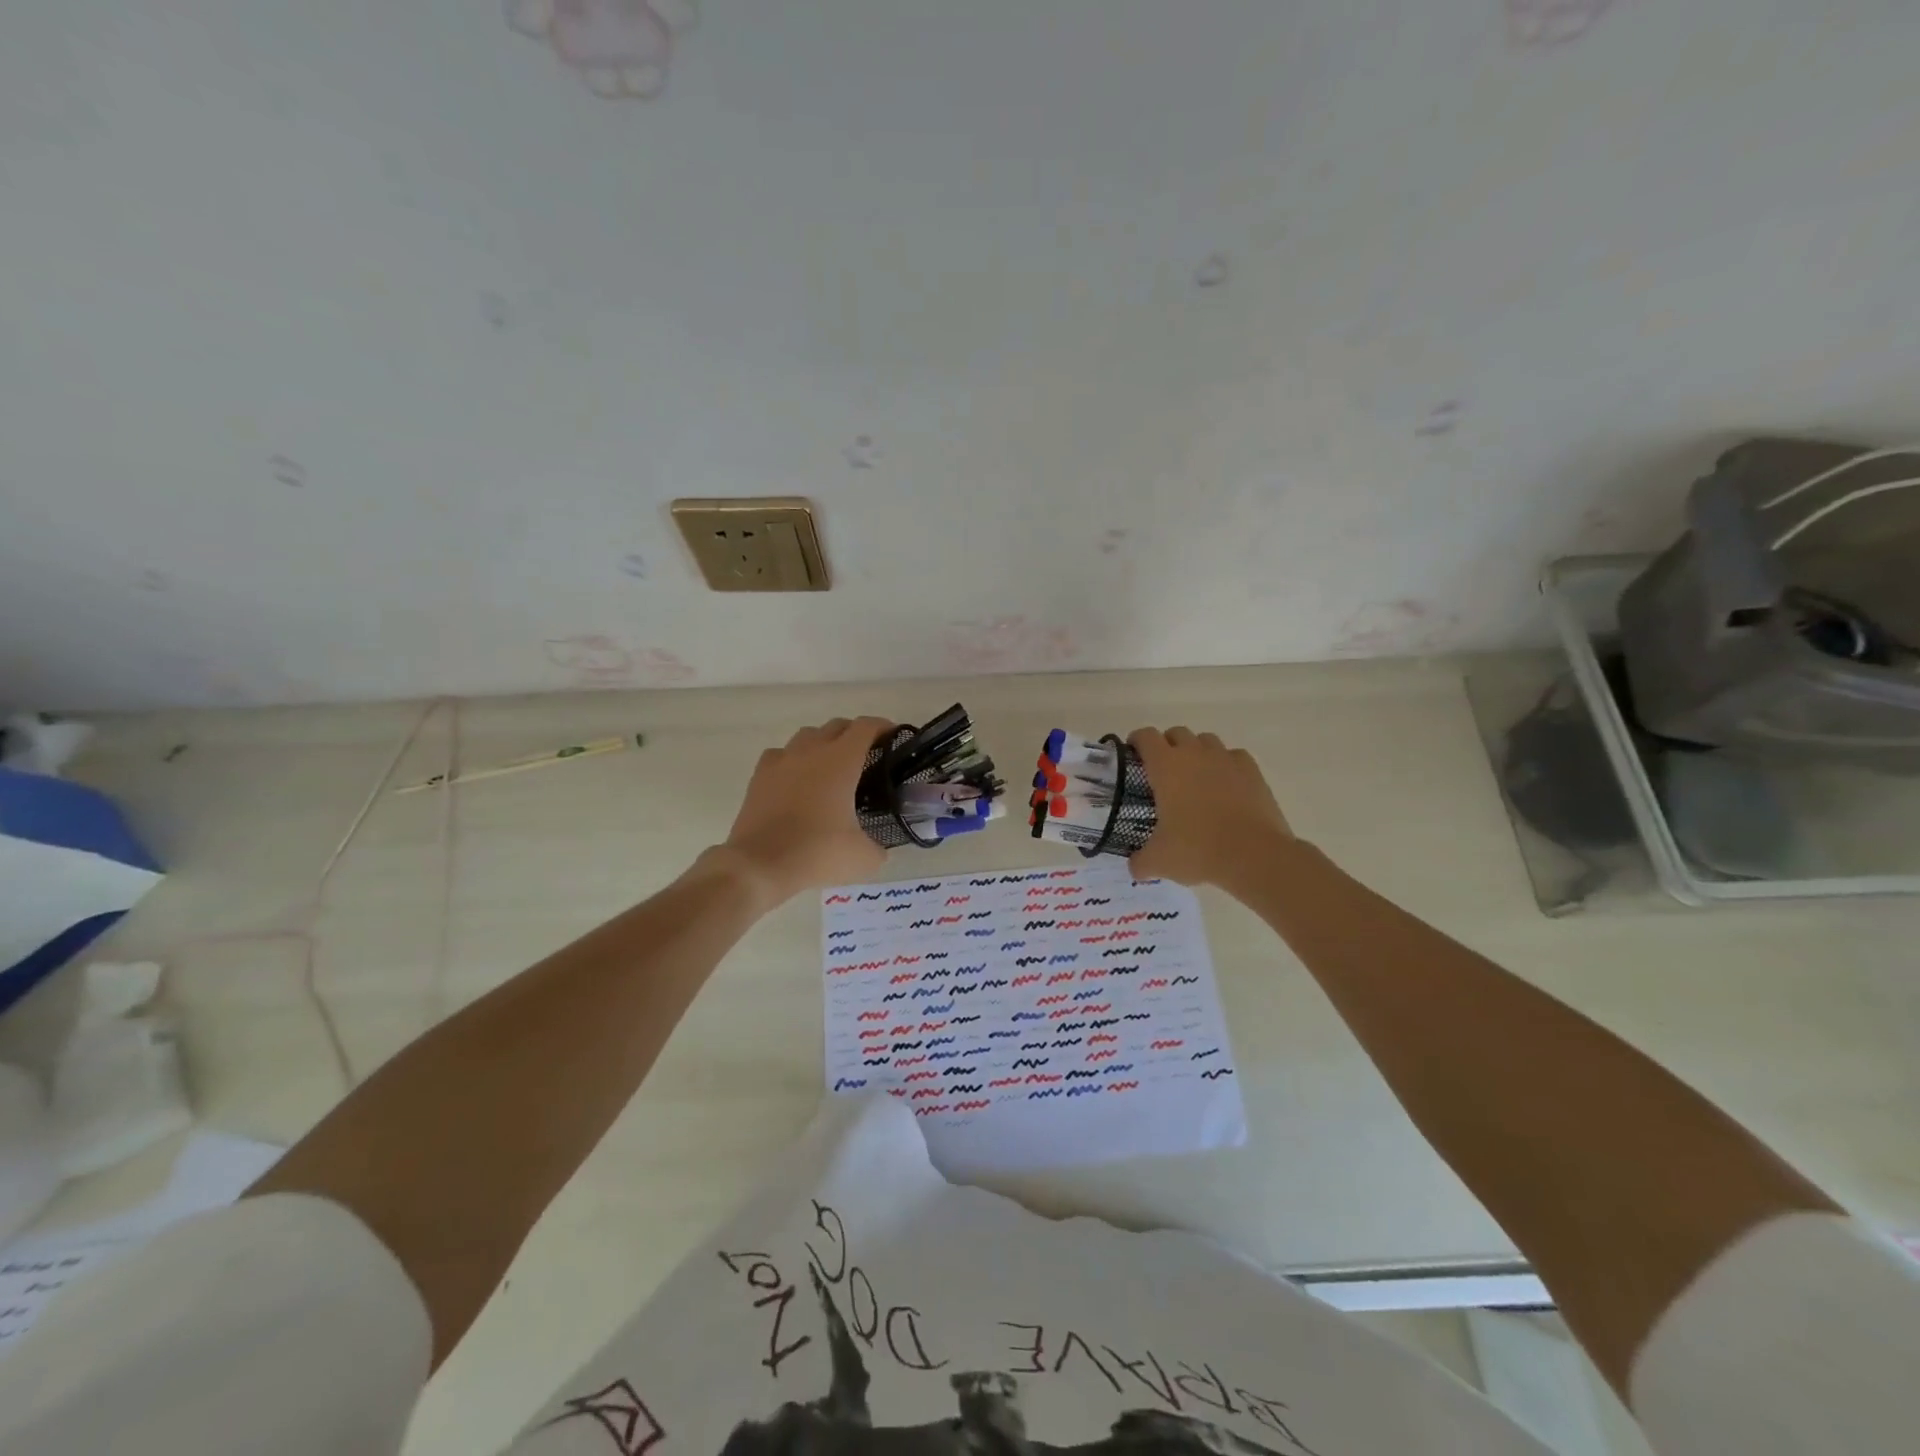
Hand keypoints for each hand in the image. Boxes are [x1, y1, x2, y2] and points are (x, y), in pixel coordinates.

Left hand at [716, 717, 892, 906]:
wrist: (760, 864)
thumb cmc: (817, 852)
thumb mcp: (863, 858)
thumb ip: (878, 847)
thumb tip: (878, 849)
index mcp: (841, 761)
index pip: (866, 728)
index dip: (883, 727)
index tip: (894, 737)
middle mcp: (811, 751)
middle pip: (837, 726)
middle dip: (855, 734)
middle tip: (867, 755)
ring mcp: (782, 761)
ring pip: (807, 735)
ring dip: (823, 742)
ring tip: (831, 765)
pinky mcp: (759, 776)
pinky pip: (780, 754)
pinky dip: (793, 759)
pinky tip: (796, 777)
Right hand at [1127, 727, 1292, 889]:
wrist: (1254, 855)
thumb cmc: (1198, 850)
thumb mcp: (1159, 861)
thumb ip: (1140, 862)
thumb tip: (1134, 868)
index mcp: (1166, 767)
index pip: (1146, 737)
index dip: (1137, 741)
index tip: (1133, 754)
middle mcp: (1195, 754)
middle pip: (1176, 733)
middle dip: (1167, 745)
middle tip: (1163, 771)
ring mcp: (1226, 759)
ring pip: (1206, 740)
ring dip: (1196, 751)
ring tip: (1195, 776)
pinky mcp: (1252, 771)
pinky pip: (1234, 756)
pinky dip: (1226, 764)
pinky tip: (1225, 784)